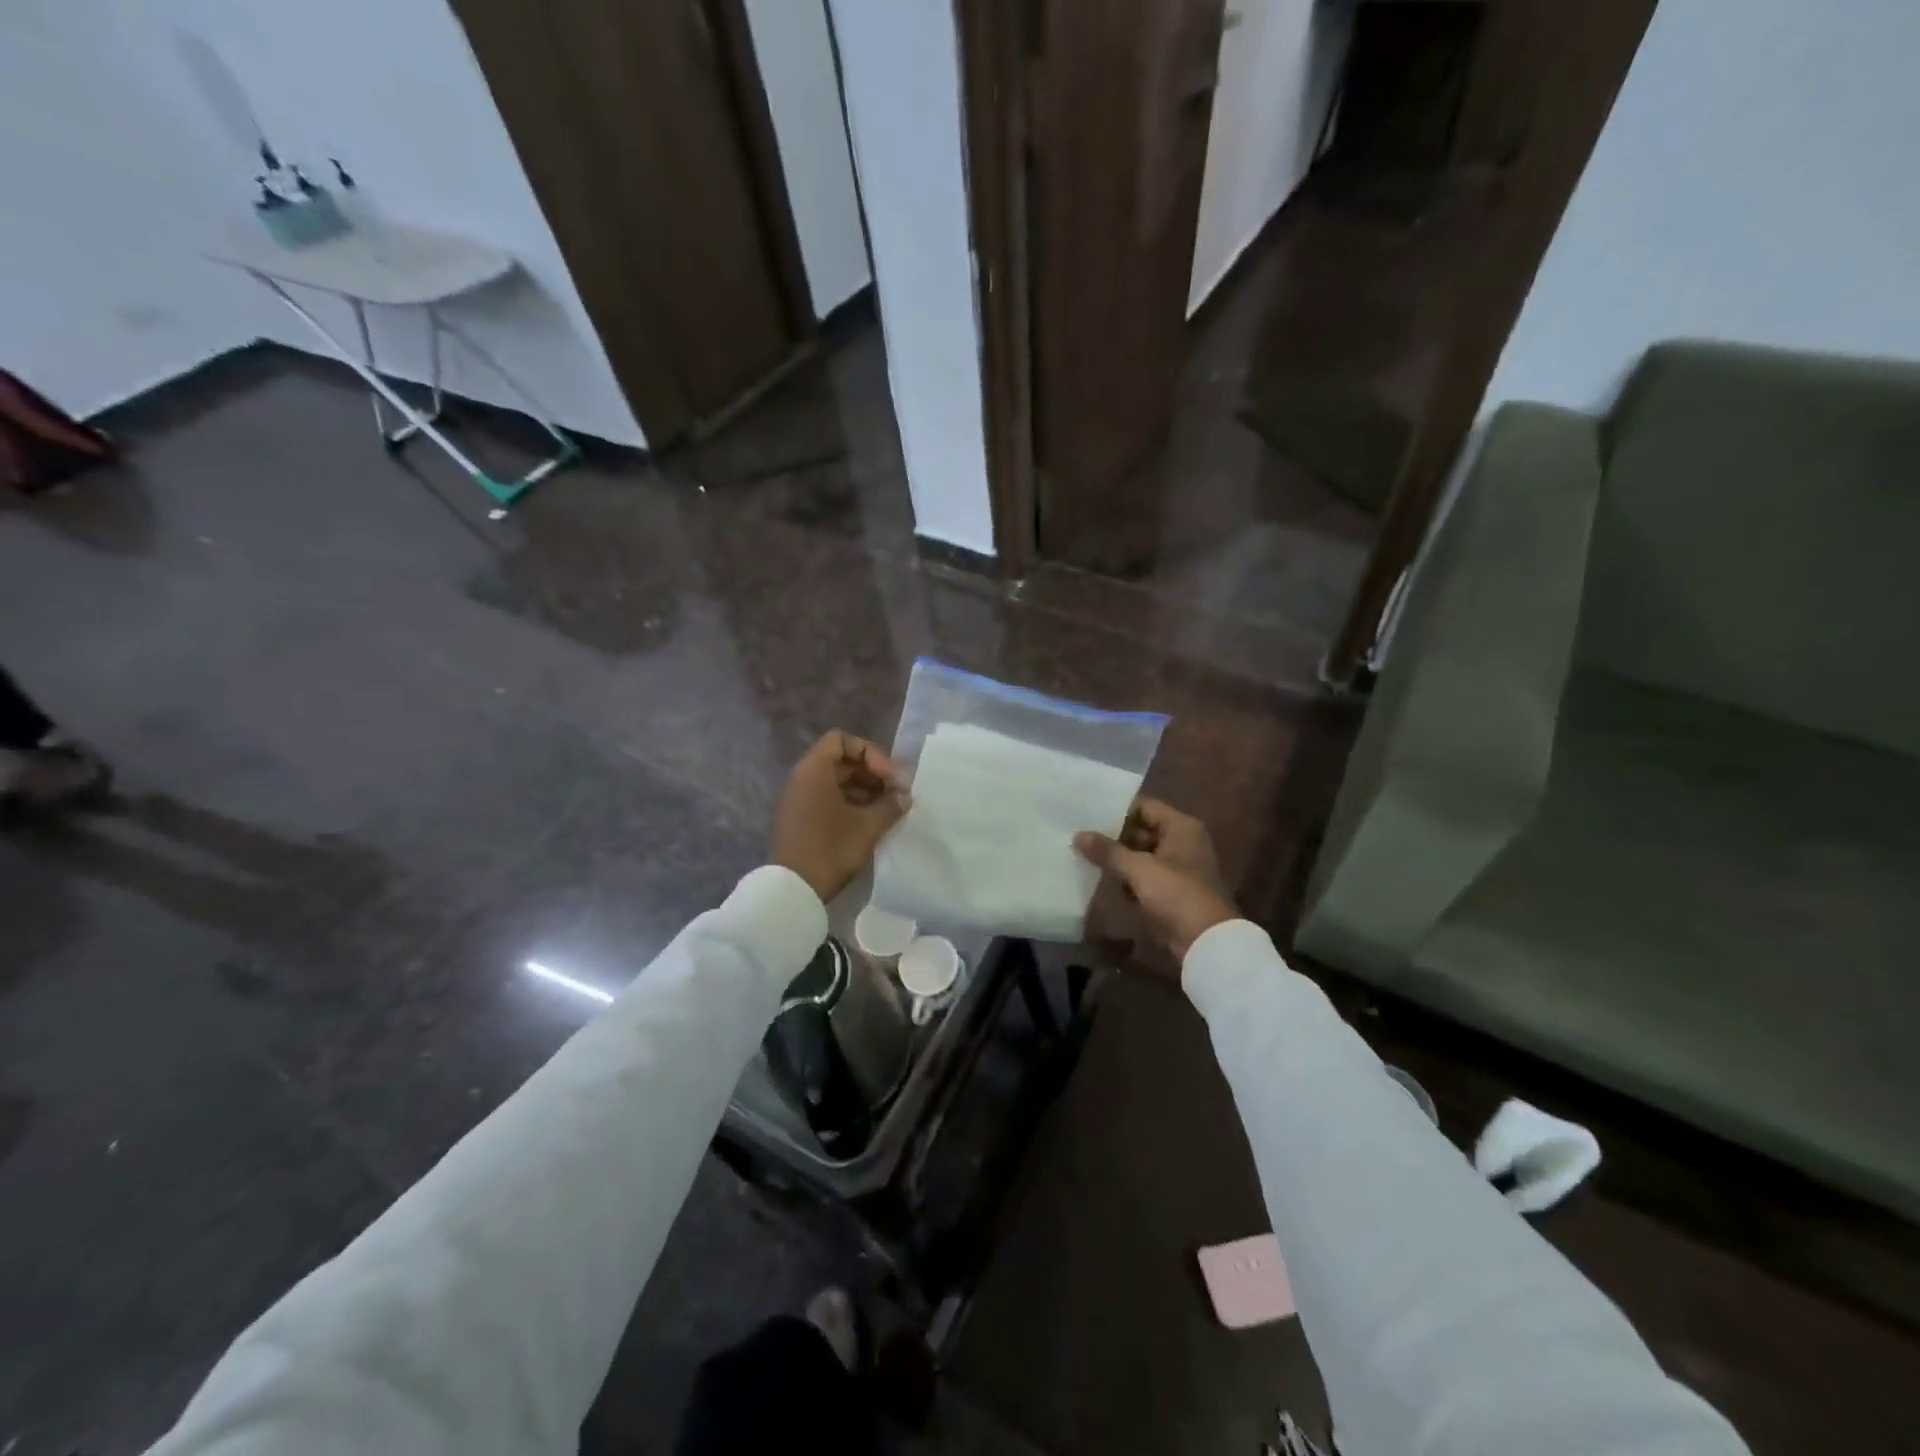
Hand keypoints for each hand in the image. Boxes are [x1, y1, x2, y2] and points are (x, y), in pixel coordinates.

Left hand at [773, 731, 910, 903]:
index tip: (887, 777)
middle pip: (841, 760)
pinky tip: (870, 821)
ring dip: (864, 789)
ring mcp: (799, 798)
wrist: (793, 890)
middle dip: (872, 773)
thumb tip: (904, 797)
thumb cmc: (831, 850)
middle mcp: (802, 777)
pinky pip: (828, 797)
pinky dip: (850, 802)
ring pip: (836, 780)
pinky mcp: (800, 817)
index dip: (870, 753)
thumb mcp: (868, 826)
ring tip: (887, 809)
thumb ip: (890, 805)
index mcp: (814, 770)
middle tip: (895, 794)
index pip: (842, 740)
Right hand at [1074, 796, 1238, 963]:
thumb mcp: (1139, 869)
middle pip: (1141, 830)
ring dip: (1117, 857)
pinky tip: (1101, 878)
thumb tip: (1078, 835)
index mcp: (1181, 827)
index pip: (1144, 806)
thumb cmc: (1176, 894)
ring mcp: (1177, 867)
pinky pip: (1143, 875)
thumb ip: (1108, 851)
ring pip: (1140, 854)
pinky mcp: (1170, 890)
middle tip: (1079, 832)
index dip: (1117, 809)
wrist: (1206, 941)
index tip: (1087, 811)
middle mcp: (1181, 841)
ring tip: (1082, 852)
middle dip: (1113, 835)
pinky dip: (1126, 877)